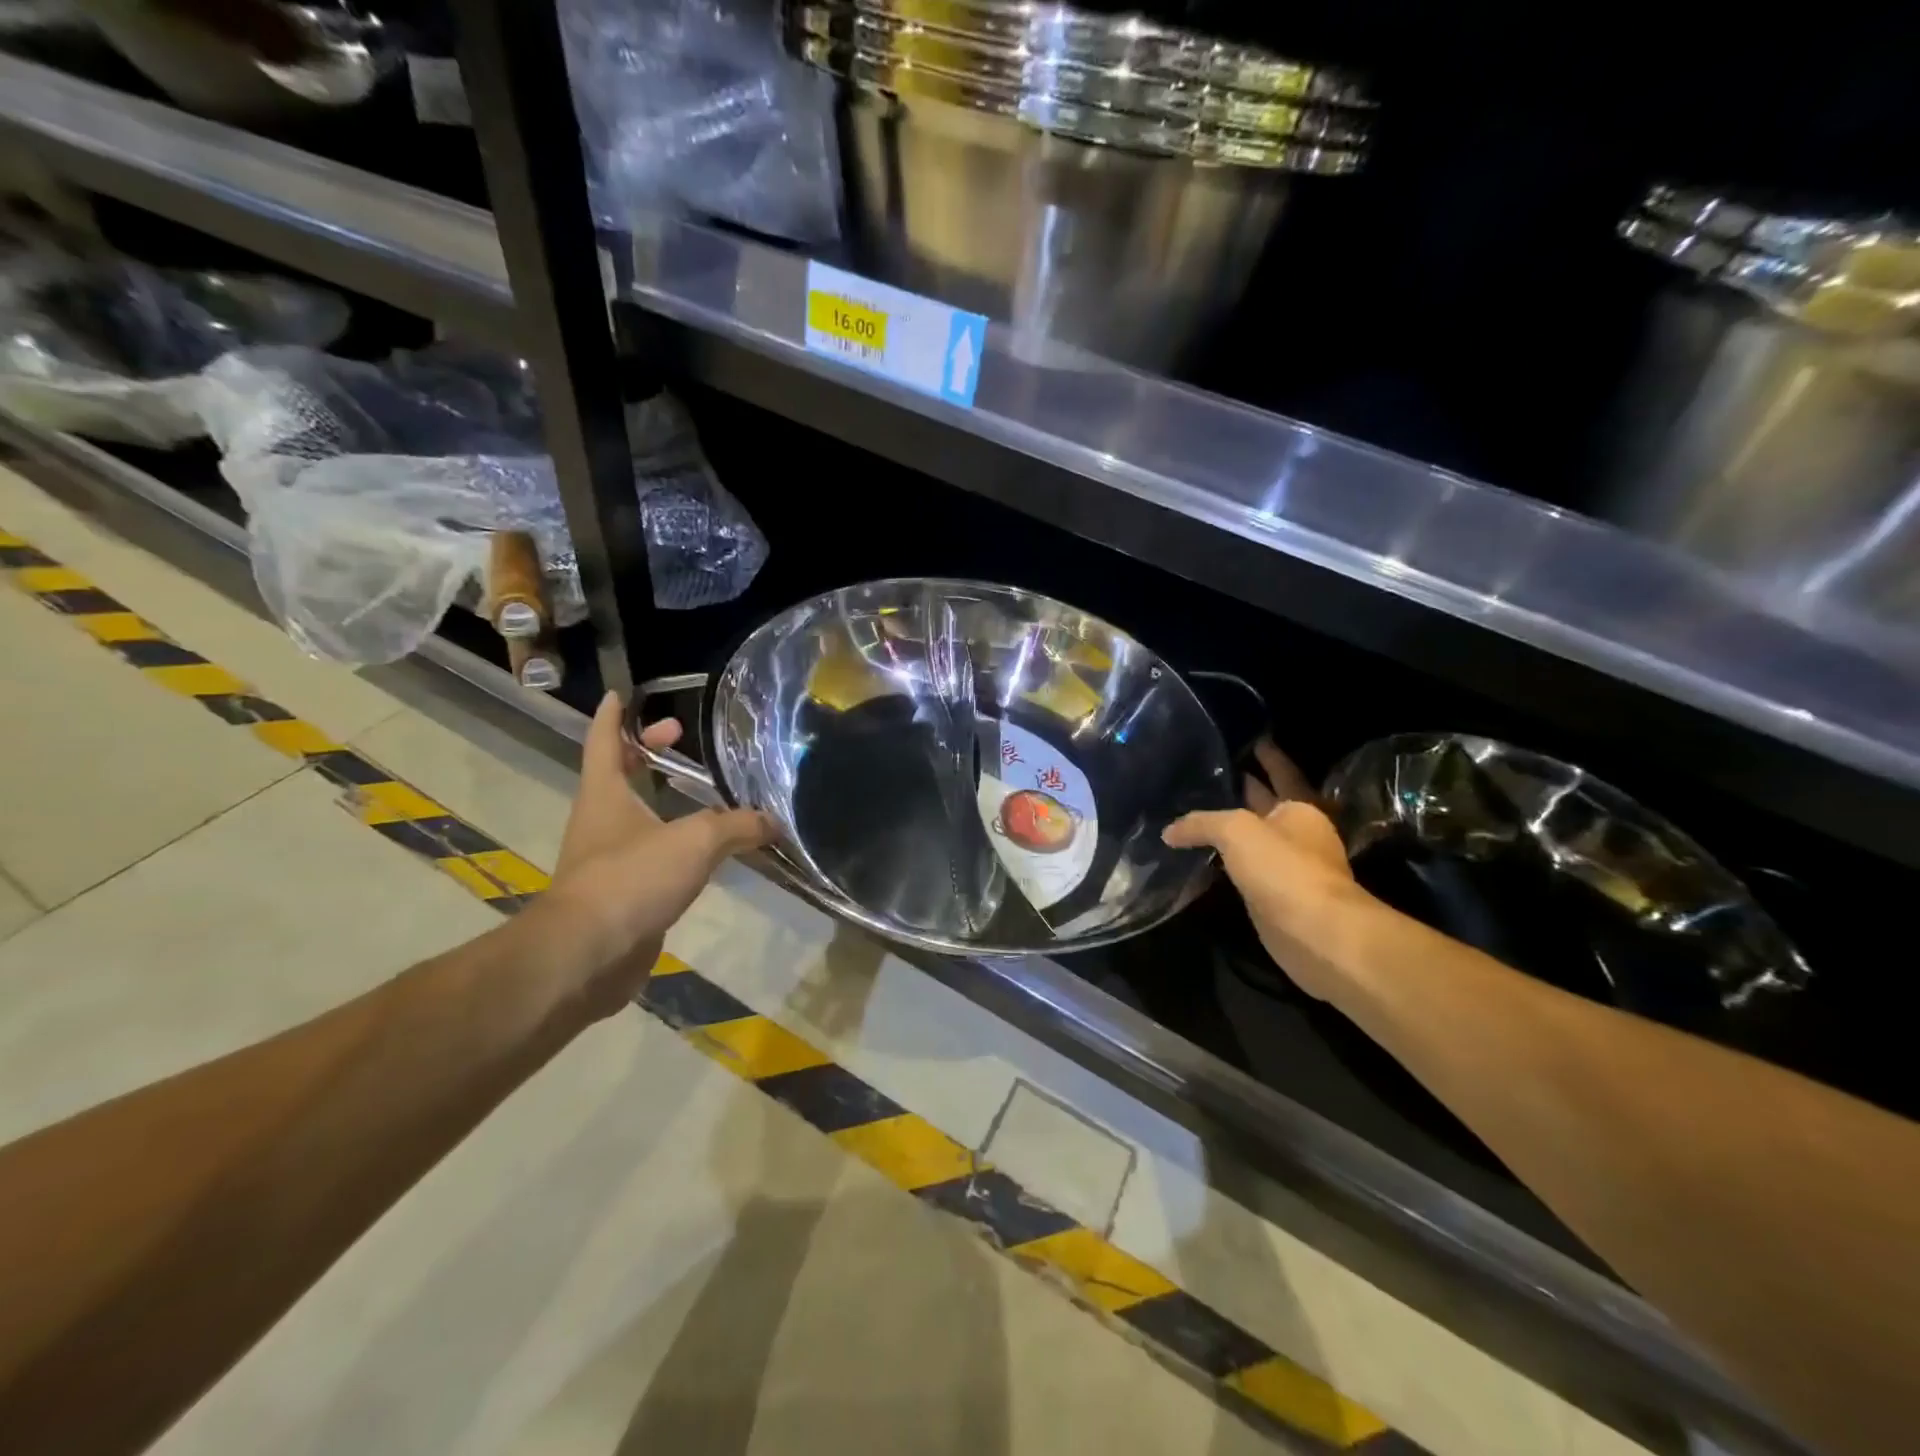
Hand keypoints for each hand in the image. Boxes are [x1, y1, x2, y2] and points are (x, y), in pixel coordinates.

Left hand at [543, 692, 770, 1021]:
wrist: (587, 956)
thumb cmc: (631, 879)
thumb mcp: (696, 841)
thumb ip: (738, 826)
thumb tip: (773, 821)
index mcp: (605, 794)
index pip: (605, 741)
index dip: (614, 715)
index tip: (623, 694)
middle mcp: (601, 821)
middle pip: (619, 774)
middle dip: (646, 753)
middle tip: (680, 738)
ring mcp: (607, 861)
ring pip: (636, 817)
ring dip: (662, 800)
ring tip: (704, 795)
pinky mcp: (620, 898)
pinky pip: (651, 858)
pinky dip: (674, 846)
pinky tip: (704, 853)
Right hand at [1163, 738, 1373, 1004]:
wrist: (1317, 935)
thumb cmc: (1284, 869)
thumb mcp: (1236, 831)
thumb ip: (1201, 823)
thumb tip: (1170, 831)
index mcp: (1300, 808)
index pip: (1282, 773)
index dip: (1269, 756)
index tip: (1254, 738)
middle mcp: (1298, 833)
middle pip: (1267, 804)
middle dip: (1245, 788)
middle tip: (1212, 772)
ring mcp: (1289, 867)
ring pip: (1254, 837)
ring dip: (1232, 826)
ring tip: (1196, 811)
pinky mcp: (1276, 896)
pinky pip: (1245, 868)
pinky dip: (1227, 859)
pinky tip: (1203, 856)